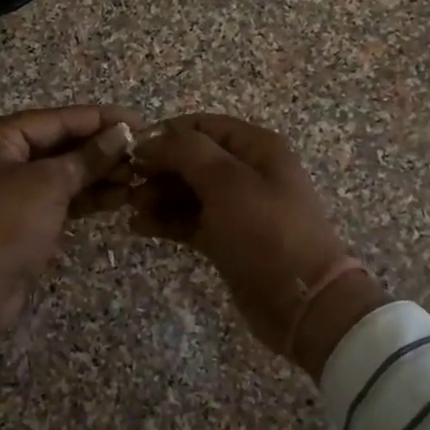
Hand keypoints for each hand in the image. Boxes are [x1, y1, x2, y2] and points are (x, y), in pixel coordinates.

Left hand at [0, 106, 139, 345]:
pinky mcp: (21, 222)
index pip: (60, 119)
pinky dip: (86, 198)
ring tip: (138, 179)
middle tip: (144, 156)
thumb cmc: (3, 223)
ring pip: (63, 174)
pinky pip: (59, 200)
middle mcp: (2, 158)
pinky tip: (118, 199)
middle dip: (102, 150)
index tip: (142, 123)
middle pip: (61, 145)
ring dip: (98, 175)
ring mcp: (10, 192)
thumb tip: (122, 133)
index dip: (102, 120)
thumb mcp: (48, 184)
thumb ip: (87, 157)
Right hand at [129, 114, 387, 376]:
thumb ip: (186, 152)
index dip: (166, 134)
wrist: (302, 303)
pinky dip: (165, 220)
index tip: (131, 152)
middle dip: (158, 168)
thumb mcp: (227, 182)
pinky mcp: (226, 238)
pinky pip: (189, 220)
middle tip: (126, 184)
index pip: (202, 126)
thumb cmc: (266, 232)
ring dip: (157, 195)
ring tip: (131, 208)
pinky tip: (139, 227)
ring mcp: (236, 207)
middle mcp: (246, 171)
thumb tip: (150, 141)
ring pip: (187, 190)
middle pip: (192, 158)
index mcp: (256, 147)